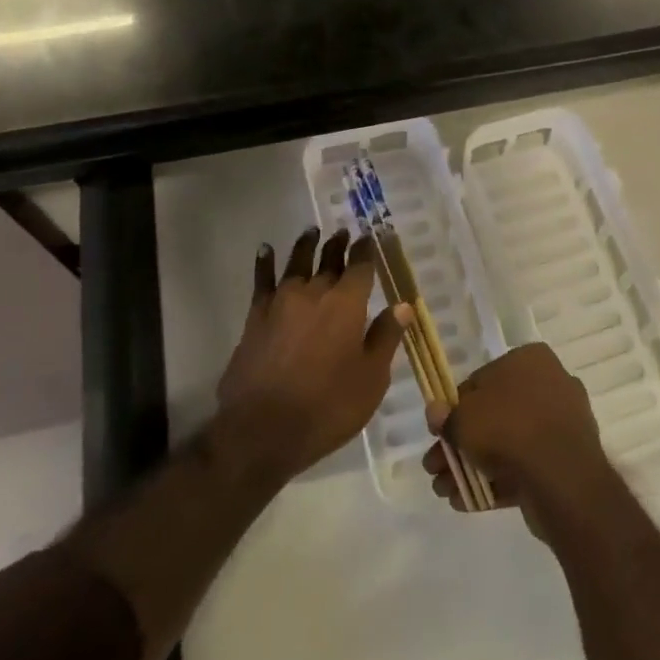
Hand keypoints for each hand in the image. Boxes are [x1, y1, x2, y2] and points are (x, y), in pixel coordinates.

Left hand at [217, 227, 411, 486]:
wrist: (262, 429)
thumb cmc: (327, 407)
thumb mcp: (371, 379)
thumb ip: (385, 337)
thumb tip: (403, 306)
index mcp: (347, 304)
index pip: (361, 266)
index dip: (368, 249)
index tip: (372, 235)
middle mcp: (315, 292)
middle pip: (329, 259)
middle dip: (339, 245)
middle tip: (344, 232)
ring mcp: (281, 301)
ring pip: (297, 262)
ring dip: (307, 245)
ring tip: (313, 231)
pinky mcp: (256, 315)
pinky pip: (262, 280)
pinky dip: (265, 262)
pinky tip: (266, 250)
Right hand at [423, 344, 615, 535]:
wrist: (561, 477)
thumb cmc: (509, 429)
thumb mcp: (464, 418)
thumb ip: (447, 416)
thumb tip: (435, 412)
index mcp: (530, 360)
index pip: (481, 380)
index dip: (455, 409)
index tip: (439, 434)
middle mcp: (550, 385)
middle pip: (494, 415)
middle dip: (462, 445)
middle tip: (436, 469)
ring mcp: (561, 424)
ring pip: (508, 444)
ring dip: (474, 467)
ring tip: (446, 492)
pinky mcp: (566, 461)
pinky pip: (526, 466)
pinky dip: (498, 482)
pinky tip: (468, 502)